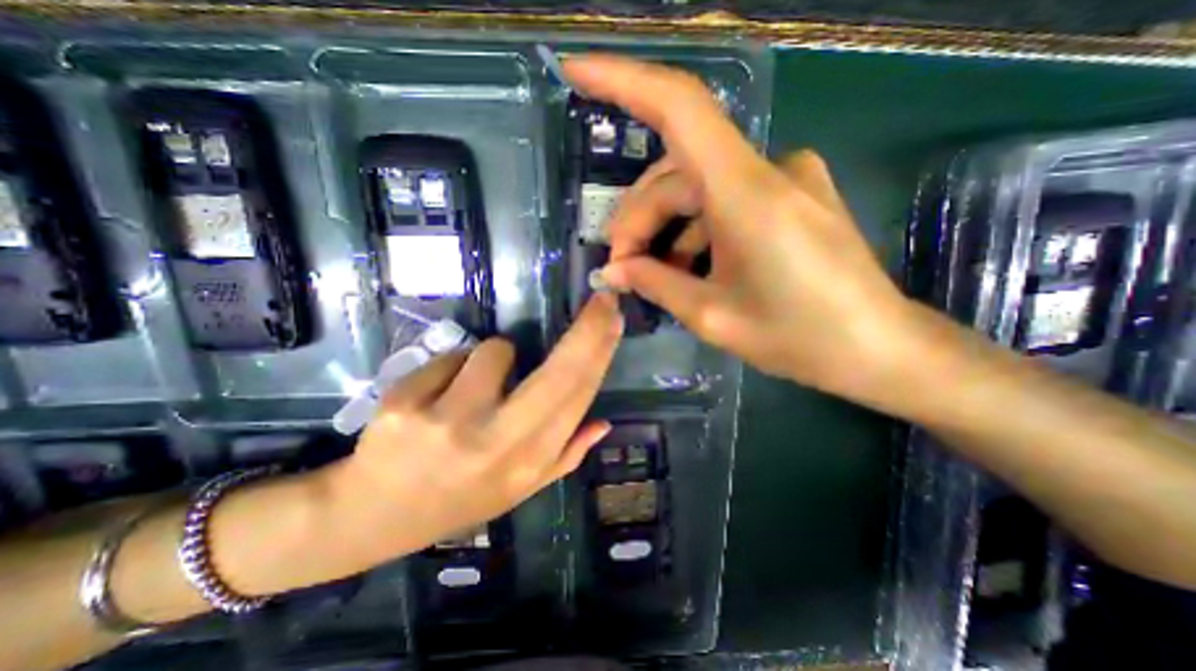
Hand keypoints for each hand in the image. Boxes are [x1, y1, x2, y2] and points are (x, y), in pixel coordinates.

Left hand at [318, 293, 621, 566]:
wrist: (372, 517)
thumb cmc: (459, 499)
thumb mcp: (520, 488)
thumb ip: (566, 455)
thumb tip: (603, 423)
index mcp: (528, 463)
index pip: (577, 398)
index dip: (600, 354)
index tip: (613, 319)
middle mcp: (496, 443)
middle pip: (557, 374)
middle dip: (587, 330)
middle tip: (602, 300)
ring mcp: (448, 423)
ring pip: (493, 352)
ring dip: (493, 358)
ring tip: (473, 389)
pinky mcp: (405, 404)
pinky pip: (449, 358)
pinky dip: (452, 369)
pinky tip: (435, 398)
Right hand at [568, 55, 916, 399]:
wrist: (877, 349)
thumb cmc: (797, 337)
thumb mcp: (712, 315)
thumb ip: (656, 285)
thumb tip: (613, 271)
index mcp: (746, 193)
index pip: (678, 108)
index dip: (622, 81)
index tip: (576, 71)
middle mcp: (767, 170)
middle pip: (677, 172)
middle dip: (638, 218)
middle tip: (621, 266)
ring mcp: (785, 179)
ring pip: (698, 188)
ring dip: (664, 226)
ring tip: (648, 273)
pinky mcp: (792, 197)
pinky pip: (725, 200)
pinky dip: (695, 230)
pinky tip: (686, 266)